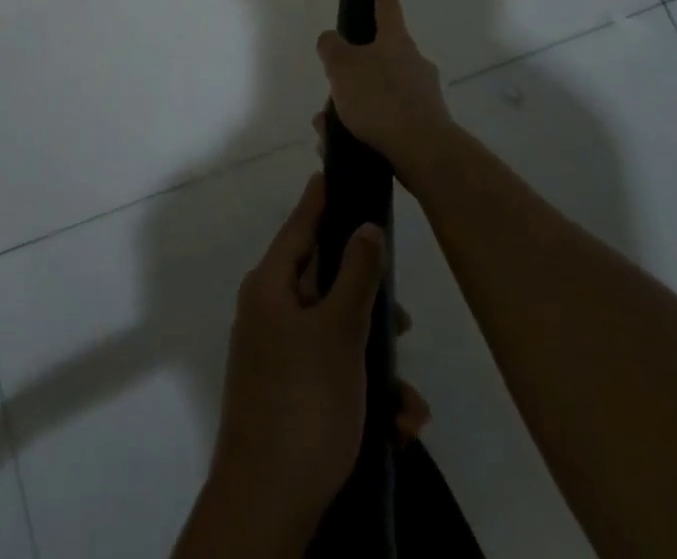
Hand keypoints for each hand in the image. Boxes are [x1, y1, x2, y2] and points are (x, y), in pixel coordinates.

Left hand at [202, 174, 418, 543]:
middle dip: (368, 301)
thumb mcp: (339, 332)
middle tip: (403, 317)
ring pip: (336, 335)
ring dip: (376, 362)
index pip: (300, 225)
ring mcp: (278, 356)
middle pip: (325, 282)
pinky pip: (334, 375)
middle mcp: (270, 312)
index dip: (322, 199)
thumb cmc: (304, 403)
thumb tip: (366, 226)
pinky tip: (396, 428)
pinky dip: (365, 394)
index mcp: (271, 286)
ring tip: (408, 402)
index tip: (339, 171)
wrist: (268, 506)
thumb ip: (357, 275)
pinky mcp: (291, 396)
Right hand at [315, 0, 452, 173]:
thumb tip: (331, 39)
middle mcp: (414, 63)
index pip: (387, 8)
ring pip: (379, 92)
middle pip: (380, 57)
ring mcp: (422, 95)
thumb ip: (331, 47)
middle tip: (331, 88)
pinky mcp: (423, 126)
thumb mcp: (341, 66)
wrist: (421, 151)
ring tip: (327, 126)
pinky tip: (343, 143)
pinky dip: (364, 127)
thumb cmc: (379, 98)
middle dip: (353, 72)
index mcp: (396, 41)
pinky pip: (387, 120)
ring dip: (354, 105)